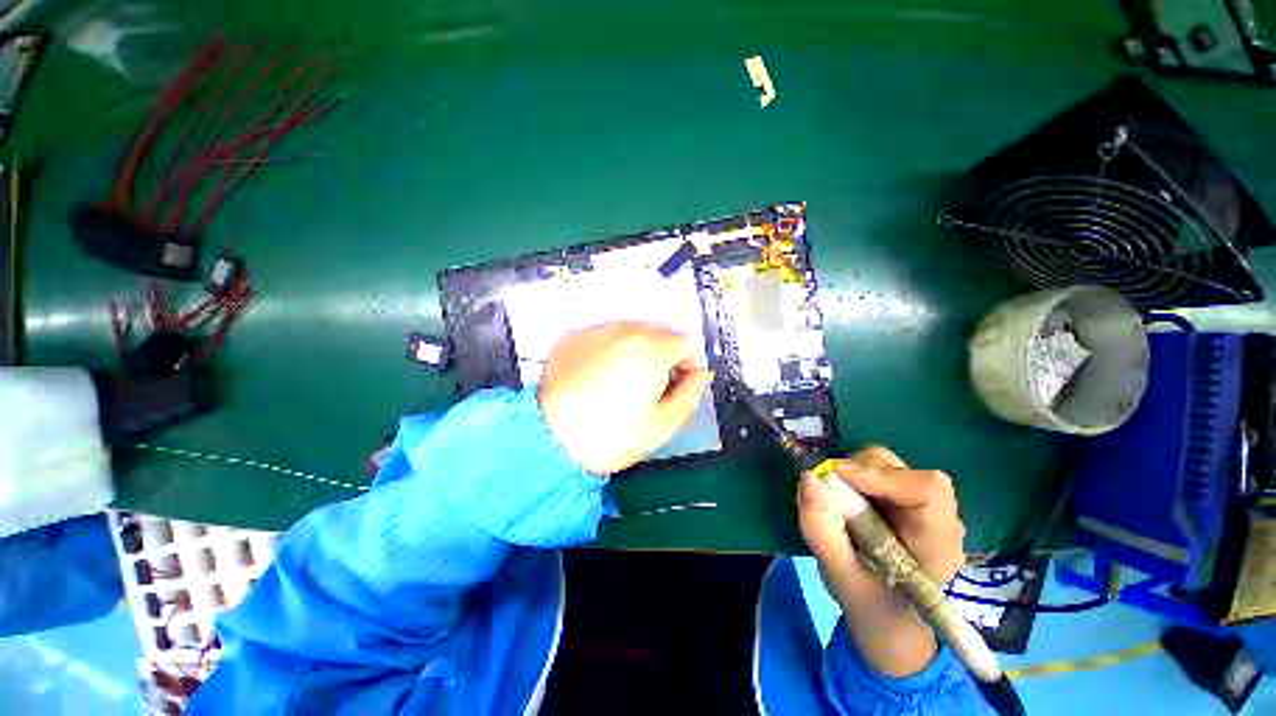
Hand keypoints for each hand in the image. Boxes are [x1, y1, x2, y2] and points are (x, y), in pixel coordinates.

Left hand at [539, 321, 713, 474]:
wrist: (549, 441)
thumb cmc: (608, 437)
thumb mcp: (661, 425)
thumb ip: (690, 395)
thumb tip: (700, 377)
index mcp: (651, 351)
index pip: (685, 343)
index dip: (689, 365)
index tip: (682, 383)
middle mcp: (624, 331)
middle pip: (659, 332)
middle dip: (665, 354)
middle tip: (656, 384)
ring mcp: (595, 331)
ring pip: (631, 331)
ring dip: (638, 349)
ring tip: (625, 380)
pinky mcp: (572, 337)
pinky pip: (603, 336)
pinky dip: (609, 349)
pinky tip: (600, 375)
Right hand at [797, 446, 965, 675]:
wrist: (890, 621)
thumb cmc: (872, 607)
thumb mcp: (840, 577)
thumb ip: (823, 531)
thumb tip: (808, 477)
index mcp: (938, 544)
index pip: (928, 490)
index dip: (879, 475)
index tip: (835, 478)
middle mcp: (938, 517)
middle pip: (900, 470)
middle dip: (856, 473)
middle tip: (826, 493)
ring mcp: (921, 505)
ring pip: (885, 464)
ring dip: (851, 474)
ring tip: (834, 502)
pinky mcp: (903, 498)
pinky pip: (875, 470)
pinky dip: (850, 477)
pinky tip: (843, 502)